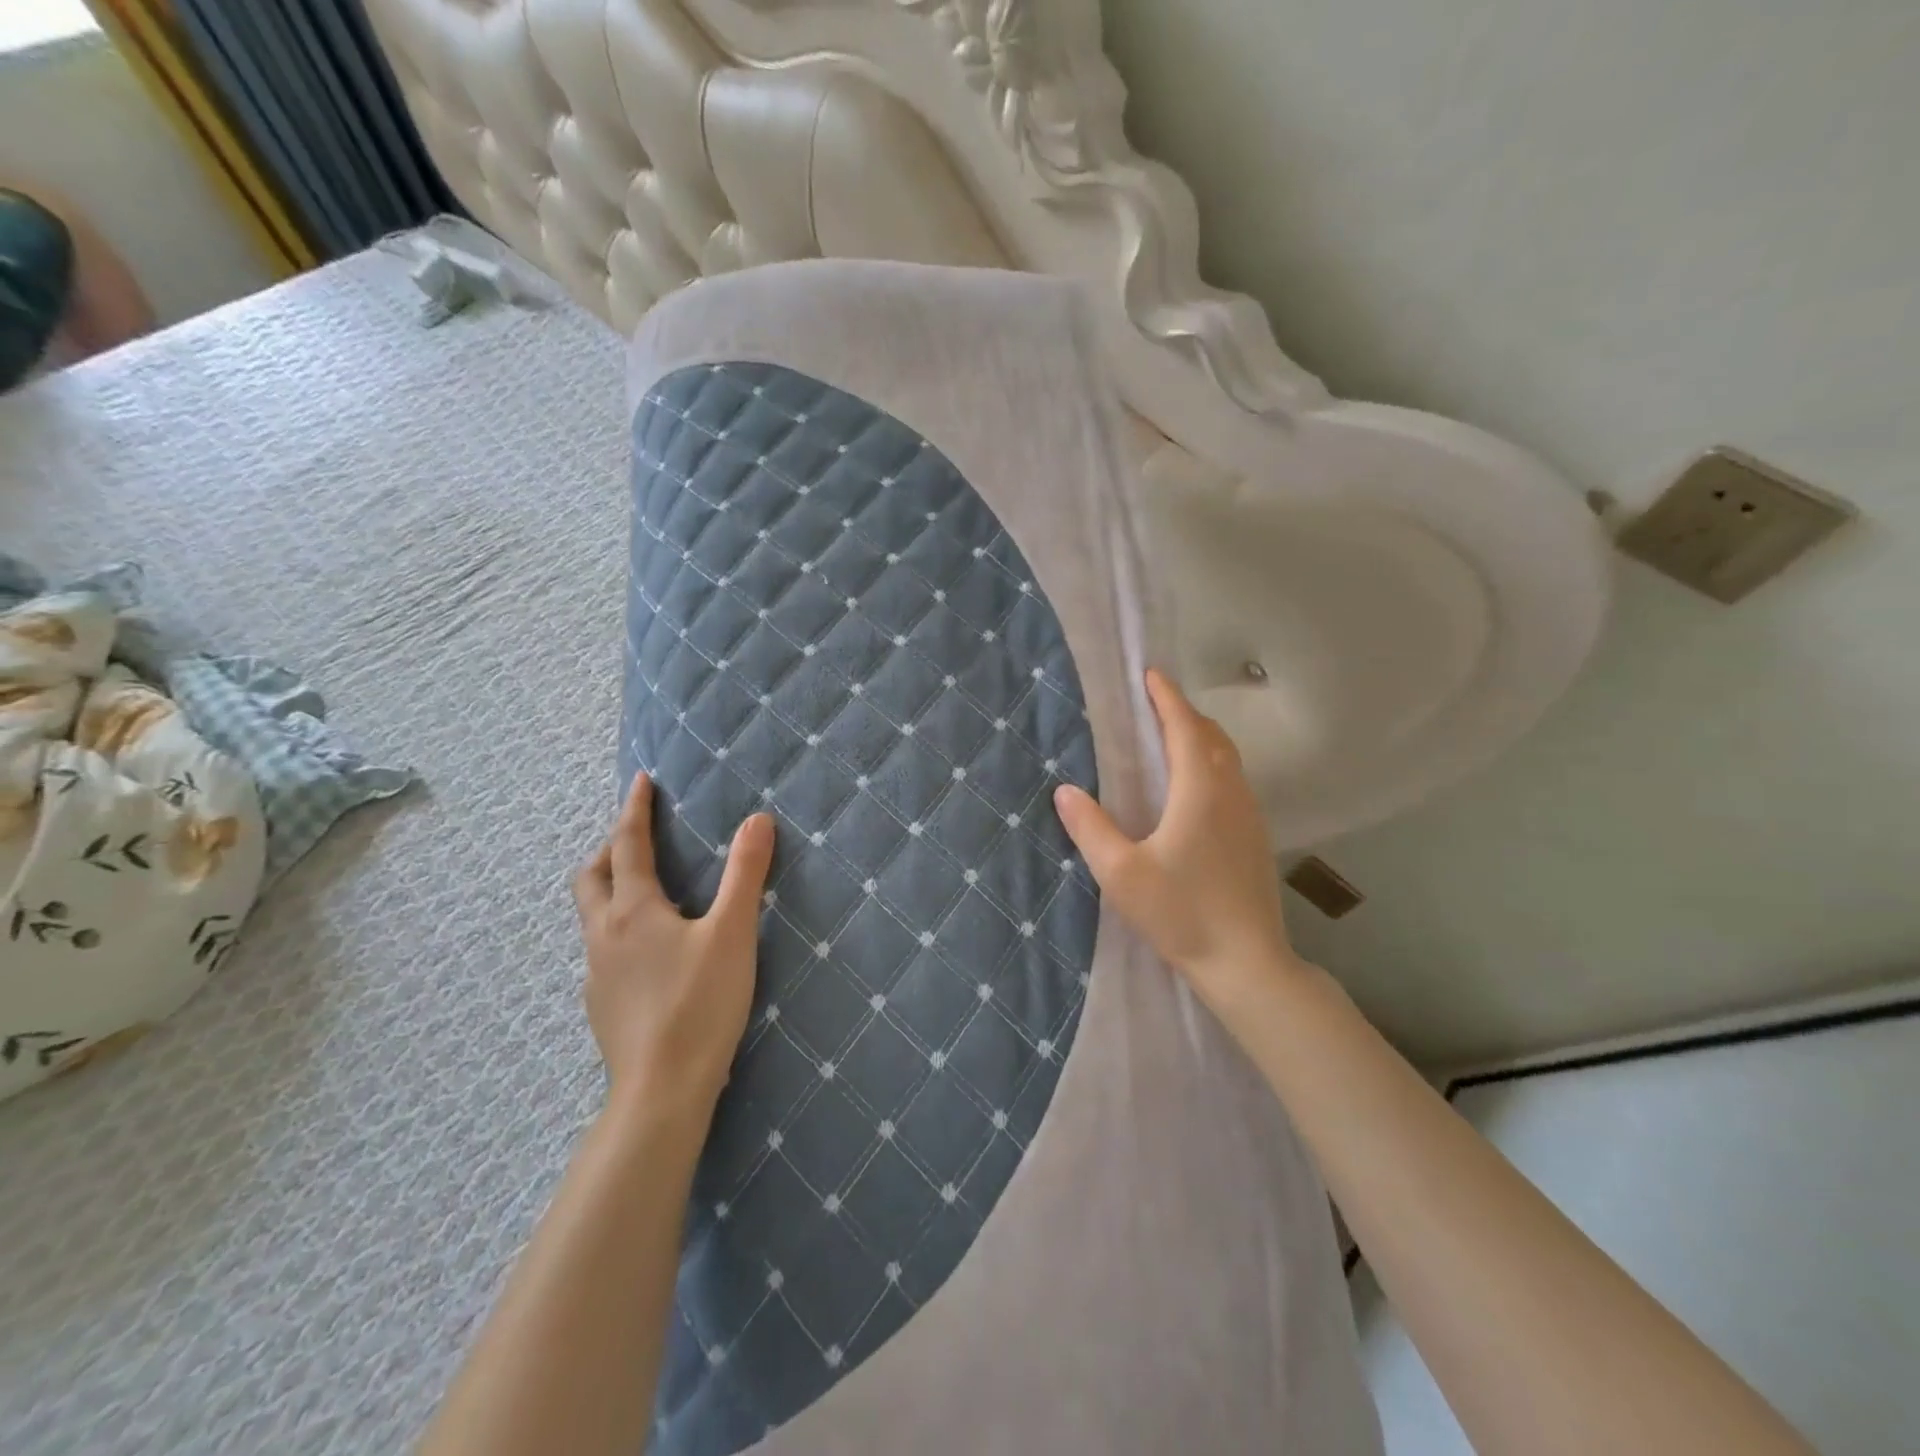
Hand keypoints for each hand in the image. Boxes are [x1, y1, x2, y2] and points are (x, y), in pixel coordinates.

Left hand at [573, 773, 774, 1117]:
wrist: (660, 1091)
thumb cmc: (699, 1005)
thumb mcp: (732, 934)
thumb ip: (745, 875)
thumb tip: (758, 820)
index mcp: (633, 910)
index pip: (628, 845)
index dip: (634, 810)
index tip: (640, 781)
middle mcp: (604, 934)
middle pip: (592, 877)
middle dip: (610, 847)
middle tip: (637, 835)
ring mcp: (597, 972)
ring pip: (593, 915)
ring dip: (610, 888)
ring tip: (644, 888)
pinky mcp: (601, 1004)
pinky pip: (602, 948)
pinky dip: (618, 927)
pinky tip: (648, 950)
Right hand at [1052, 669, 1307, 1017]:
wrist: (1247, 963)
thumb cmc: (1182, 913)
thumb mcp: (1122, 873)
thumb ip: (1091, 828)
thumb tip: (1065, 790)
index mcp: (1200, 791)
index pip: (1185, 728)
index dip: (1167, 698)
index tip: (1150, 674)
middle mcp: (1231, 793)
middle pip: (1212, 736)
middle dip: (1184, 713)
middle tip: (1154, 704)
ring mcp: (1249, 816)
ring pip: (1227, 759)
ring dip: (1200, 737)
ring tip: (1170, 737)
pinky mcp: (1255, 838)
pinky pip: (1233, 781)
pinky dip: (1211, 763)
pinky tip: (1193, 788)